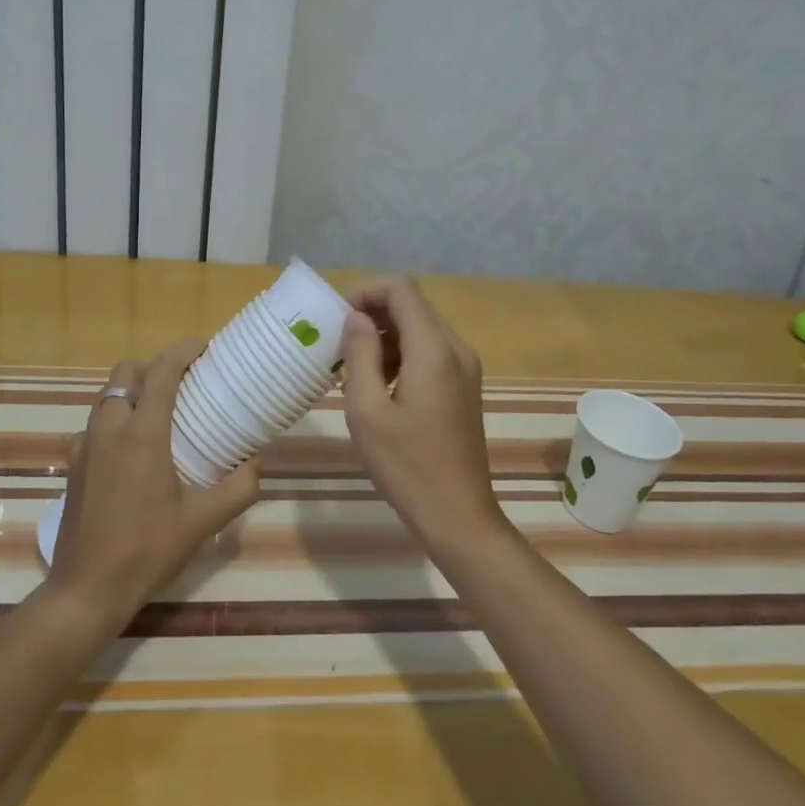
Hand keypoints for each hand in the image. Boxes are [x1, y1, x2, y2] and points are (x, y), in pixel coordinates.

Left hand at [46, 339, 259, 619]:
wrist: (86, 589)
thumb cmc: (147, 550)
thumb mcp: (203, 522)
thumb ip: (238, 488)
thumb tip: (256, 462)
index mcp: (143, 434)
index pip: (161, 371)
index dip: (183, 350)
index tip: (205, 349)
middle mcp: (110, 428)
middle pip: (127, 372)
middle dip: (154, 366)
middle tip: (183, 383)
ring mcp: (85, 445)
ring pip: (108, 395)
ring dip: (134, 390)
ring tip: (161, 413)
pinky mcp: (73, 463)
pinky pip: (96, 422)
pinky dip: (117, 418)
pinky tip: (134, 450)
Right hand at [342, 277, 508, 553]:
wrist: (458, 516)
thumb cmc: (407, 466)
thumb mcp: (367, 410)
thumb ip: (360, 354)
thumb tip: (357, 318)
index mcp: (434, 349)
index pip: (401, 289)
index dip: (366, 292)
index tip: (339, 321)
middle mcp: (456, 349)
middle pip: (412, 306)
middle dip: (373, 316)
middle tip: (340, 348)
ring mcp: (465, 368)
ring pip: (420, 329)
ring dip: (386, 338)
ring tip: (354, 372)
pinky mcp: (465, 386)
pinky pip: (430, 352)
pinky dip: (402, 356)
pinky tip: (380, 388)